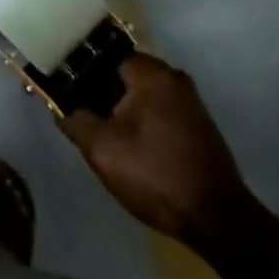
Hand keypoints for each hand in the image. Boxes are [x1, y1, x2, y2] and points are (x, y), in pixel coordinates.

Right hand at [61, 54, 256, 250]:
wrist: (218, 221)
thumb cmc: (156, 176)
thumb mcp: (102, 150)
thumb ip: (75, 120)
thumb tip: (61, 106)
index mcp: (152, 73)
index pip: (105, 57)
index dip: (83, 74)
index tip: (69, 94)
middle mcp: (174, 77)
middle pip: (124, 76)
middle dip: (103, 95)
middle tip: (86, 119)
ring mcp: (191, 102)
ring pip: (142, 96)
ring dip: (124, 111)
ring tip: (107, 137)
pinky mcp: (199, 125)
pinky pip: (160, 112)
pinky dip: (144, 123)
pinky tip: (134, 149)